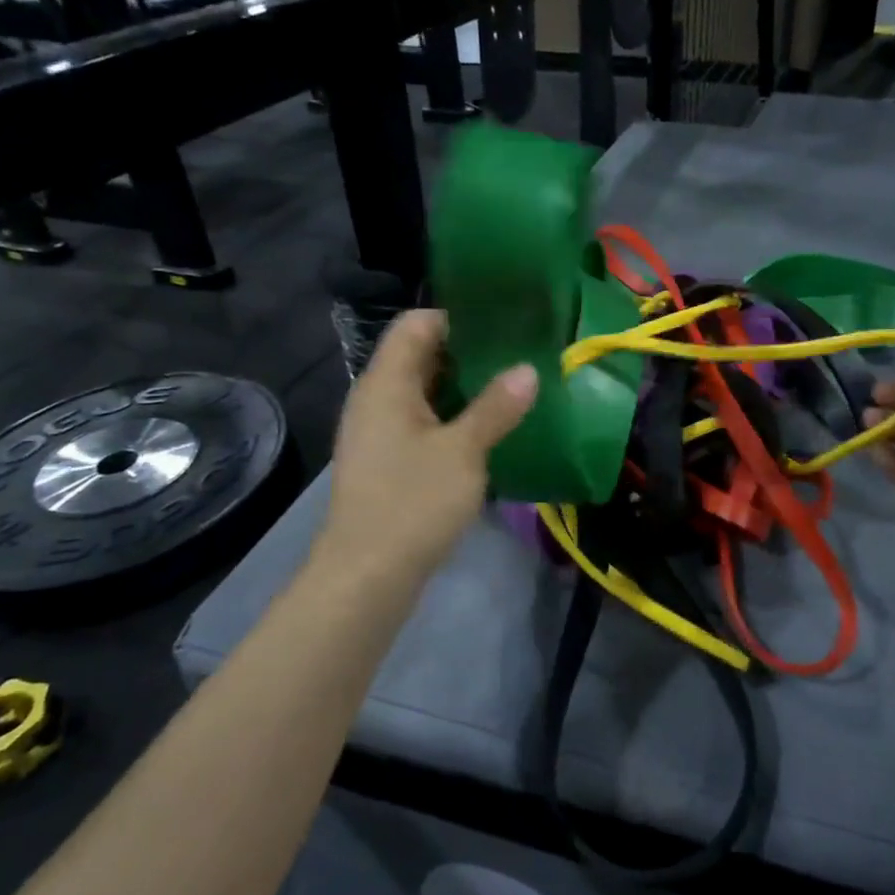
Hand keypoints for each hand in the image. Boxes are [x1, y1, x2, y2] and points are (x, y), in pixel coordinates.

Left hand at [318, 309, 537, 590]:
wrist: (366, 577)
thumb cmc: (412, 503)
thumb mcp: (463, 451)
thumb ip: (496, 407)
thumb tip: (528, 369)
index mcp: (387, 383)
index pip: (416, 324)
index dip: (457, 318)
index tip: (503, 324)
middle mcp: (376, 399)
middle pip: (420, 356)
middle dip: (468, 353)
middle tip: (518, 355)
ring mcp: (379, 432)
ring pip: (424, 392)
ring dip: (463, 388)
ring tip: (511, 388)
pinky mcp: (387, 461)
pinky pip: (422, 422)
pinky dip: (452, 417)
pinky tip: (487, 430)